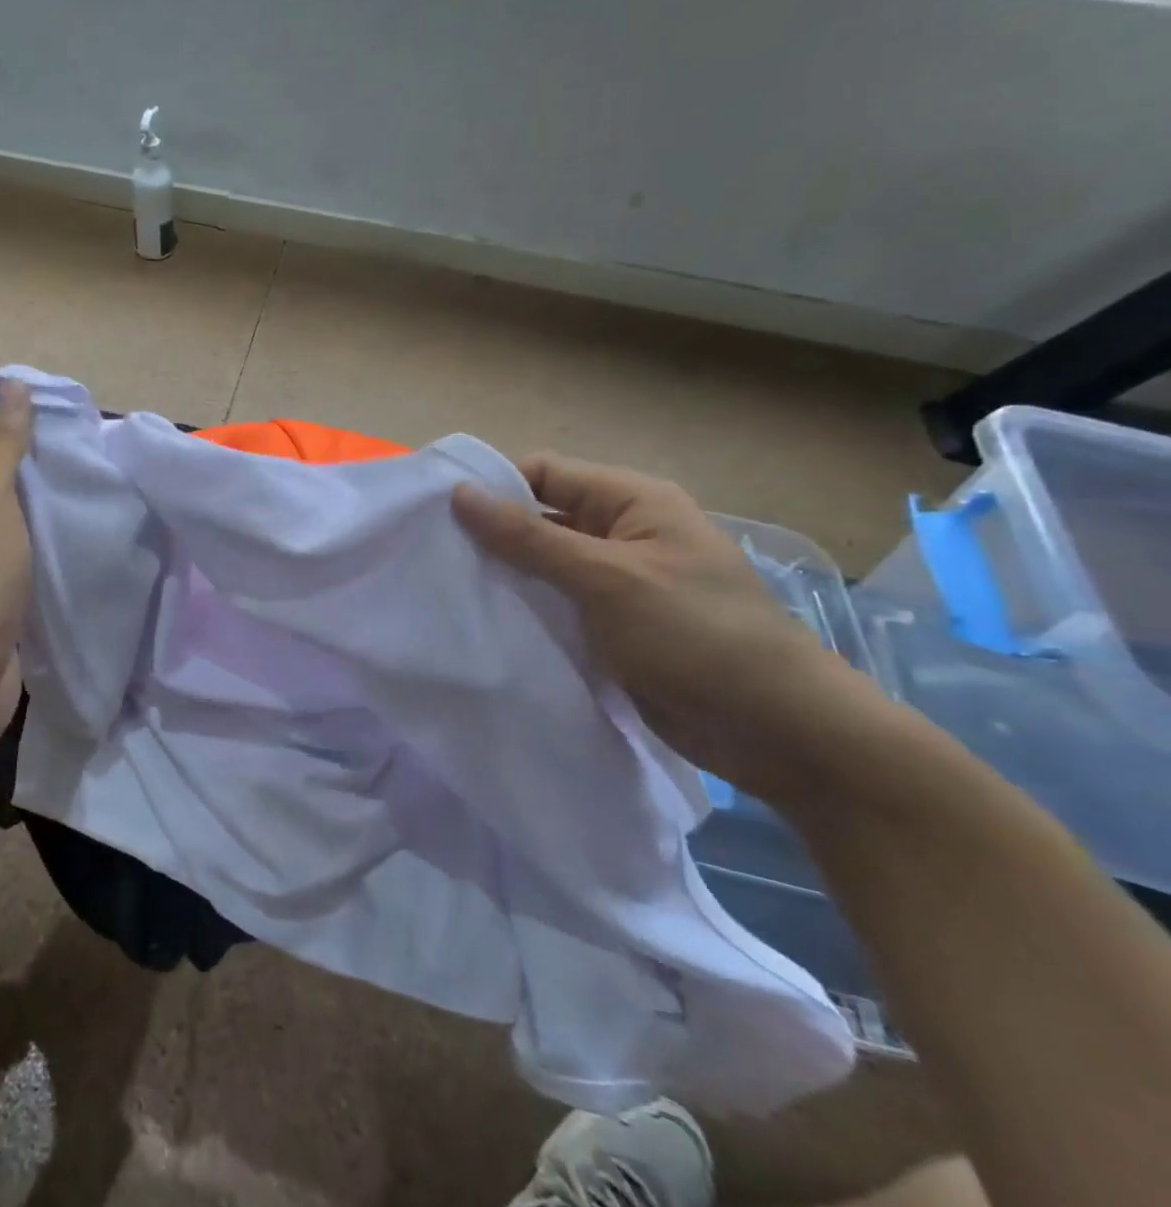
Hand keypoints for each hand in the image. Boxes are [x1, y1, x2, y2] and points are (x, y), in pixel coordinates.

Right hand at [453, 453, 865, 803]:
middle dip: (491, 535)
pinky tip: (484, 623)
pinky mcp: (610, 627)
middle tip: (432, 557)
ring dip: (504, 577)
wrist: (775, 731)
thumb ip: (529, 537)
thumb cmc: (695, 635)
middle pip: (540, 519)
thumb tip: (460, 494)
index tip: (437, 514)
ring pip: (543, 567)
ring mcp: (616, 584)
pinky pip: (555, 606)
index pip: (544, 475)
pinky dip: (524, 610)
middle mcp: (622, 534)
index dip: (493, 487)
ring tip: (447, 591)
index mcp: (632, 502)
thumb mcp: (606, 577)